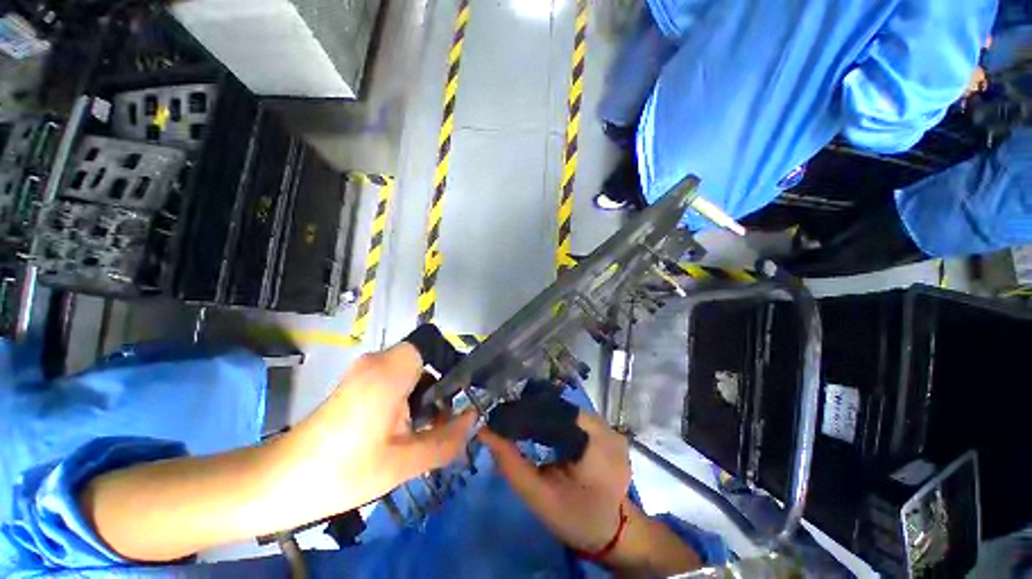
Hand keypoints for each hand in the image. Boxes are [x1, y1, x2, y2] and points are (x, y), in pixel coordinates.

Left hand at [80, 342, 474, 561]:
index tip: (459, 395)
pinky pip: (395, 377)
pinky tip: (402, 428)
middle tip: (442, 420)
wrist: (278, 483)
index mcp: (391, 370)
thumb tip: (473, 420)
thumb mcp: (404, 463)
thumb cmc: (342, 472)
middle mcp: (378, 360)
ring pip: (411, 369)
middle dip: (440, 387)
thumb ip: (446, 440)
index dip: (453, 365)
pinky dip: (407, 396)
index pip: (435, 345)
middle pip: (425, 359)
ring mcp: (365, 369)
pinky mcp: (357, 380)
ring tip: (423, 429)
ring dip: (424, 395)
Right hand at [480, 411, 702, 575]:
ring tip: (522, 421)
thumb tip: (486, 430)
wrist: (610, 530)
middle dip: (532, 411)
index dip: (524, 412)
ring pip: (566, 408)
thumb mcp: (538, 496)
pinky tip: (542, 425)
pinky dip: (556, 418)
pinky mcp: (607, 427)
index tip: (500, 416)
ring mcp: (608, 426)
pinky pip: (575, 415)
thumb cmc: (574, 517)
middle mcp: (605, 428)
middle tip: (508, 419)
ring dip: (543, 413)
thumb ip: (511, 464)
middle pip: (559, 407)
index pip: (552, 413)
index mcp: (593, 445)